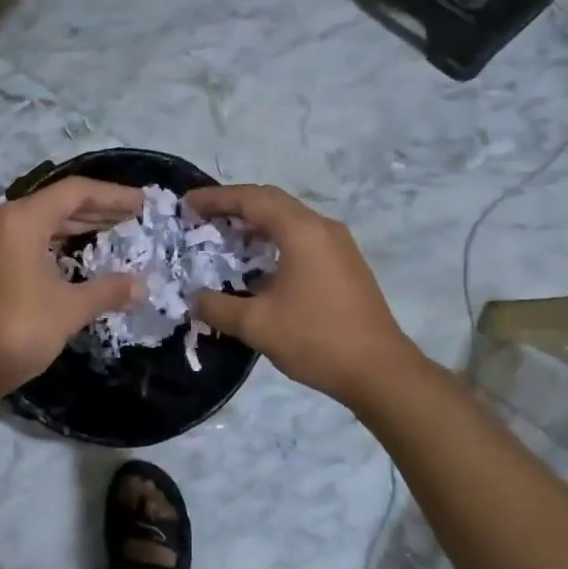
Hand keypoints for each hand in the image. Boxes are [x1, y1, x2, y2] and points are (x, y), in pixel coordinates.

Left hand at [0, 177, 142, 404]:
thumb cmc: (15, 330)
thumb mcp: (69, 309)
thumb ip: (108, 290)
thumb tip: (143, 285)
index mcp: (21, 219)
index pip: (75, 192)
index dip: (113, 195)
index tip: (143, 202)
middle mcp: (1, 220)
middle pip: (57, 203)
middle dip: (98, 209)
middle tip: (134, 216)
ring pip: (41, 222)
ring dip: (77, 226)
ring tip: (113, 231)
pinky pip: (27, 239)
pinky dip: (56, 242)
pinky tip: (77, 255)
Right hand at [184, 184, 418, 409]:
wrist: (379, 370)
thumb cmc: (316, 339)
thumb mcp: (257, 325)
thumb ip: (218, 307)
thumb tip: (194, 299)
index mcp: (301, 231)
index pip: (252, 199)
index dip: (216, 198)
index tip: (187, 204)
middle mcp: (322, 227)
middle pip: (272, 201)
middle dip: (235, 205)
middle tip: (203, 217)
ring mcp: (338, 244)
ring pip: (290, 219)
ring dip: (256, 223)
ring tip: (226, 237)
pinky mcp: (345, 263)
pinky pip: (303, 236)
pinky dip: (275, 239)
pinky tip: (259, 263)